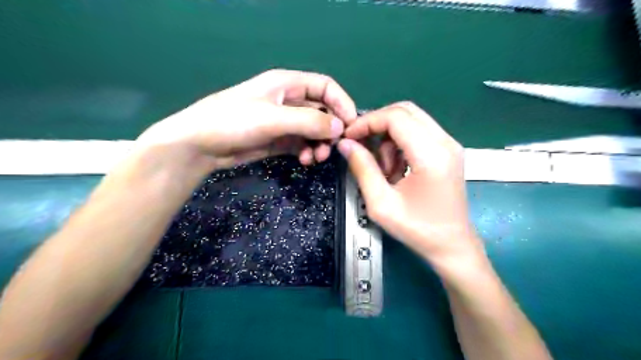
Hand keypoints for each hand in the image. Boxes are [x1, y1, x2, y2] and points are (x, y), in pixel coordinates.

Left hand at [136, 69, 355, 173]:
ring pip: (313, 130)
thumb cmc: (234, 121)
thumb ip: (309, 121)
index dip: (341, 103)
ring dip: (318, 144)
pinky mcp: (278, 140)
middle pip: (322, 111)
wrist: (200, 145)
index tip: (351, 124)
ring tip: (315, 158)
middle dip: (330, 129)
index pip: (325, 87)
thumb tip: (340, 127)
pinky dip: (307, 152)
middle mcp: (288, 101)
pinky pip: (301, 144)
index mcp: (287, 84)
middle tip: (331, 148)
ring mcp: (283, 122)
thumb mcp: (274, 118)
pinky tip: (305, 161)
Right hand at [338, 102, 483, 272]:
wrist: (452, 246)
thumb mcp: (381, 204)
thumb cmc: (418, 230)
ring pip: (411, 120)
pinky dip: (400, 144)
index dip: (367, 122)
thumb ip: (363, 169)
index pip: (396, 117)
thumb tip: (345, 144)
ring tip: (384, 170)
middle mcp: (446, 142)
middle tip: (360, 145)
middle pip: (405, 111)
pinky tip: (396, 170)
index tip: (348, 137)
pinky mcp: (448, 151)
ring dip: (389, 138)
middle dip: (377, 124)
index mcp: (432, 155)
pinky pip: (418, 133)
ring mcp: (450, 145)